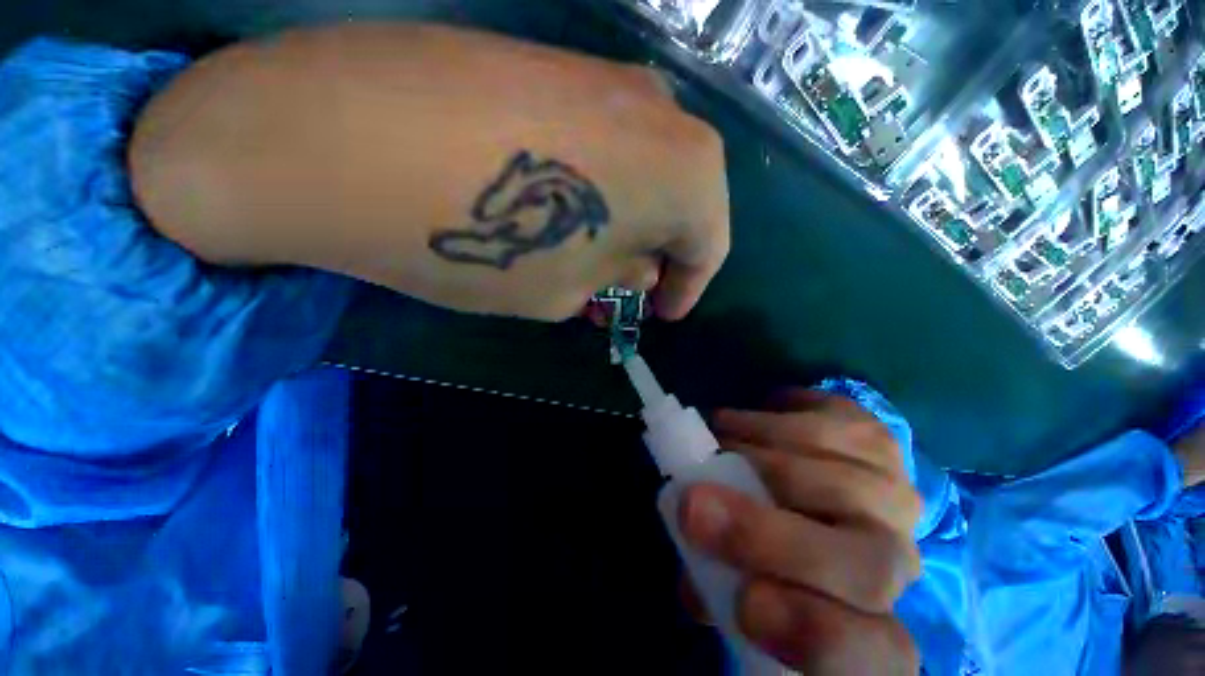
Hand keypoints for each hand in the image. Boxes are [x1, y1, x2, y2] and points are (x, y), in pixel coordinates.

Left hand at [130, 23, 729, 320]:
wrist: (343, 136)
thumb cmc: (483, 238)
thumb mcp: (565, 290)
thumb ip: (616, 277)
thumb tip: (638, 267)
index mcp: (687, 171)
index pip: (710, 245)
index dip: (688, 286)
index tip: (661, 313)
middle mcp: (662, 112)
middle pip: (682, 202)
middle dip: (657, 255)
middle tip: (624, 291)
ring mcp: (607, 77)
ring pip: (644, 170)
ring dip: (626, 223)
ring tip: (587, 260)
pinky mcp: (555, 64)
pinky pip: (602, 143)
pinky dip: (596, 189)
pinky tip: (556, 214)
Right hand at [678, 390, 921, 673]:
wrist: (811, 491)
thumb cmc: (768, 553)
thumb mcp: (737, 583)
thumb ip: (715, 587)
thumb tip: (693, 582)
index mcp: (870, 625)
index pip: (874, 653)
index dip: (813, 633)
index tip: (744, 604)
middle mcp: (898, 561)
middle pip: (863, 563)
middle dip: (766, 534)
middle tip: (693, 503)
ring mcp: (893, 492)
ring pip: (834, 481)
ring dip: (752, 451)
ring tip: (713, 443)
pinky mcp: (875, 437)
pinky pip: (821, 422)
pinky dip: (764, 419)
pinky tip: (738, 423)